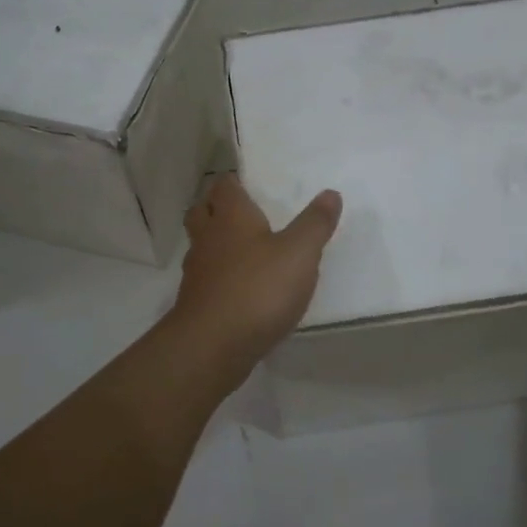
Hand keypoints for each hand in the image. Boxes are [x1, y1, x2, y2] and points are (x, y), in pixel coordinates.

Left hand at [169, 175, 342, 365]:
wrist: (213, 345)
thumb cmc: (258, 288)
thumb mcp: (300, 253)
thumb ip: (315, 223)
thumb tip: (331, 194)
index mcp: (231, 216)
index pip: (224, 185)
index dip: (234, 182)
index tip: (248, 184)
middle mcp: (208, 237)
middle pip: (202, 211)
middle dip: (216, 208)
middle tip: (241, 213)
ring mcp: (197, 271)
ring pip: (201, 245)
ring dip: (216, 243)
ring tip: (243, 250)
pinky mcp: (196, 302)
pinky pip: (205, 278)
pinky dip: (218, 276)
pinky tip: (239, 287)